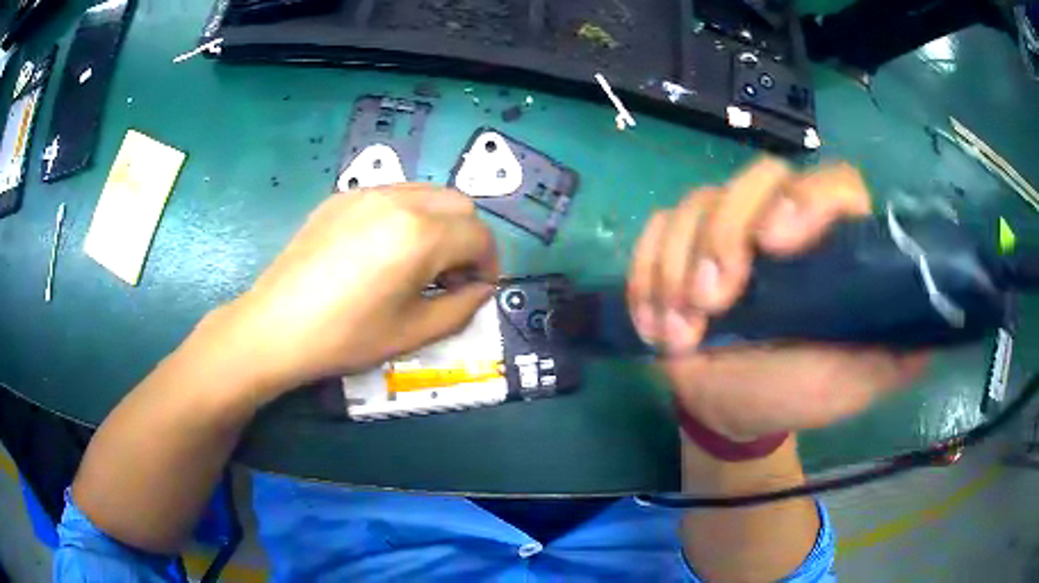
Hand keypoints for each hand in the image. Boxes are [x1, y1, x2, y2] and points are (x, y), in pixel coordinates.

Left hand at [213, 184, 498, 400]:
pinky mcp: (342, 197)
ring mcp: (367, 193)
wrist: (276, 326)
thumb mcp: (413, 333)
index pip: (479, 235)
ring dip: (440, 222)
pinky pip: (393, 194)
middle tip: (450, 276)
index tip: (475, 289)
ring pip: (428, 192)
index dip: (488, 264)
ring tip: (420, 261)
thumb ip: (461, 308)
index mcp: (420, 235)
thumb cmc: (345, 337)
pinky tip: (385, 249)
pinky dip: (409, 214)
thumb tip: (481, 290)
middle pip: (460, 204)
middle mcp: (399, 201)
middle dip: (468, 238)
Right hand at [628, 158, 926, 440]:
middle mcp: (782, 223)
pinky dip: (645, 274)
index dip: (806, 199)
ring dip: (677, 268)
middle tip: (712, 303)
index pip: (833, 184)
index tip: (776, 246)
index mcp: (832, 246)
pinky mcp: (681, 247)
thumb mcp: (859, 381)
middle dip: (724, 236)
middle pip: (754, 177)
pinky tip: (653, 323)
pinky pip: (655, 232)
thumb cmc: (799, 392)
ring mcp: (728, 230)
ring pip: (695, 203)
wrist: (733, 409)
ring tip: (679, 333)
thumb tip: (942, 316)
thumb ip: (901, 350)